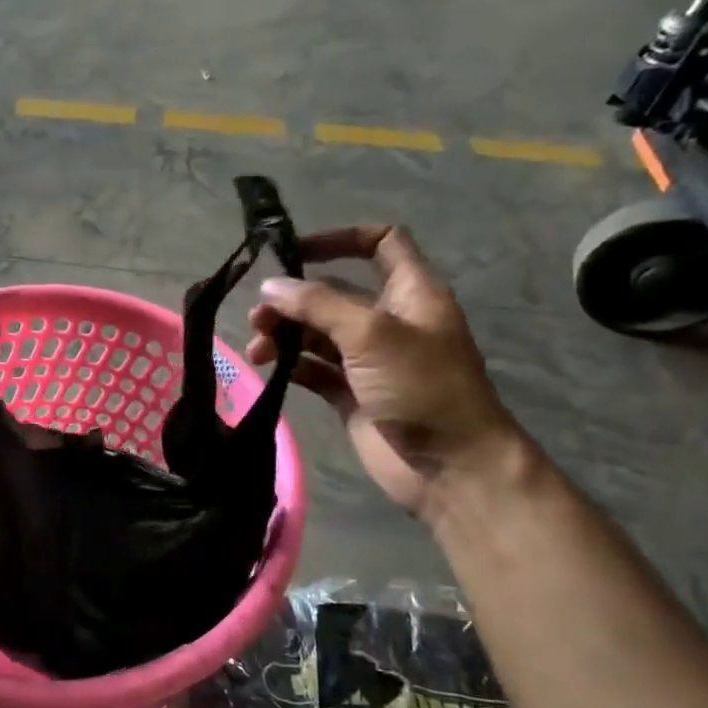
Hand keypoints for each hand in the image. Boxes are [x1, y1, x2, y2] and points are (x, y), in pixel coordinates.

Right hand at [245, 226, 520, 518]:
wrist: (449, 467)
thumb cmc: (421, 387)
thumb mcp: (371, 333)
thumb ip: (318, 304)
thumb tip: (270, 285)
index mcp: (410, 293)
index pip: (381, 244)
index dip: (340, 239)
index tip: (295, 252)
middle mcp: (389, 321)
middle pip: (334, 292)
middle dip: (294, 298)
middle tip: (259, 316)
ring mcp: (369, 360)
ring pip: (318, 333)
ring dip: (285, 333)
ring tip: (257, 348)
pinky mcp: (352, 394)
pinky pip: (314, 369)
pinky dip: (291, 364)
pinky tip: (269, 368)